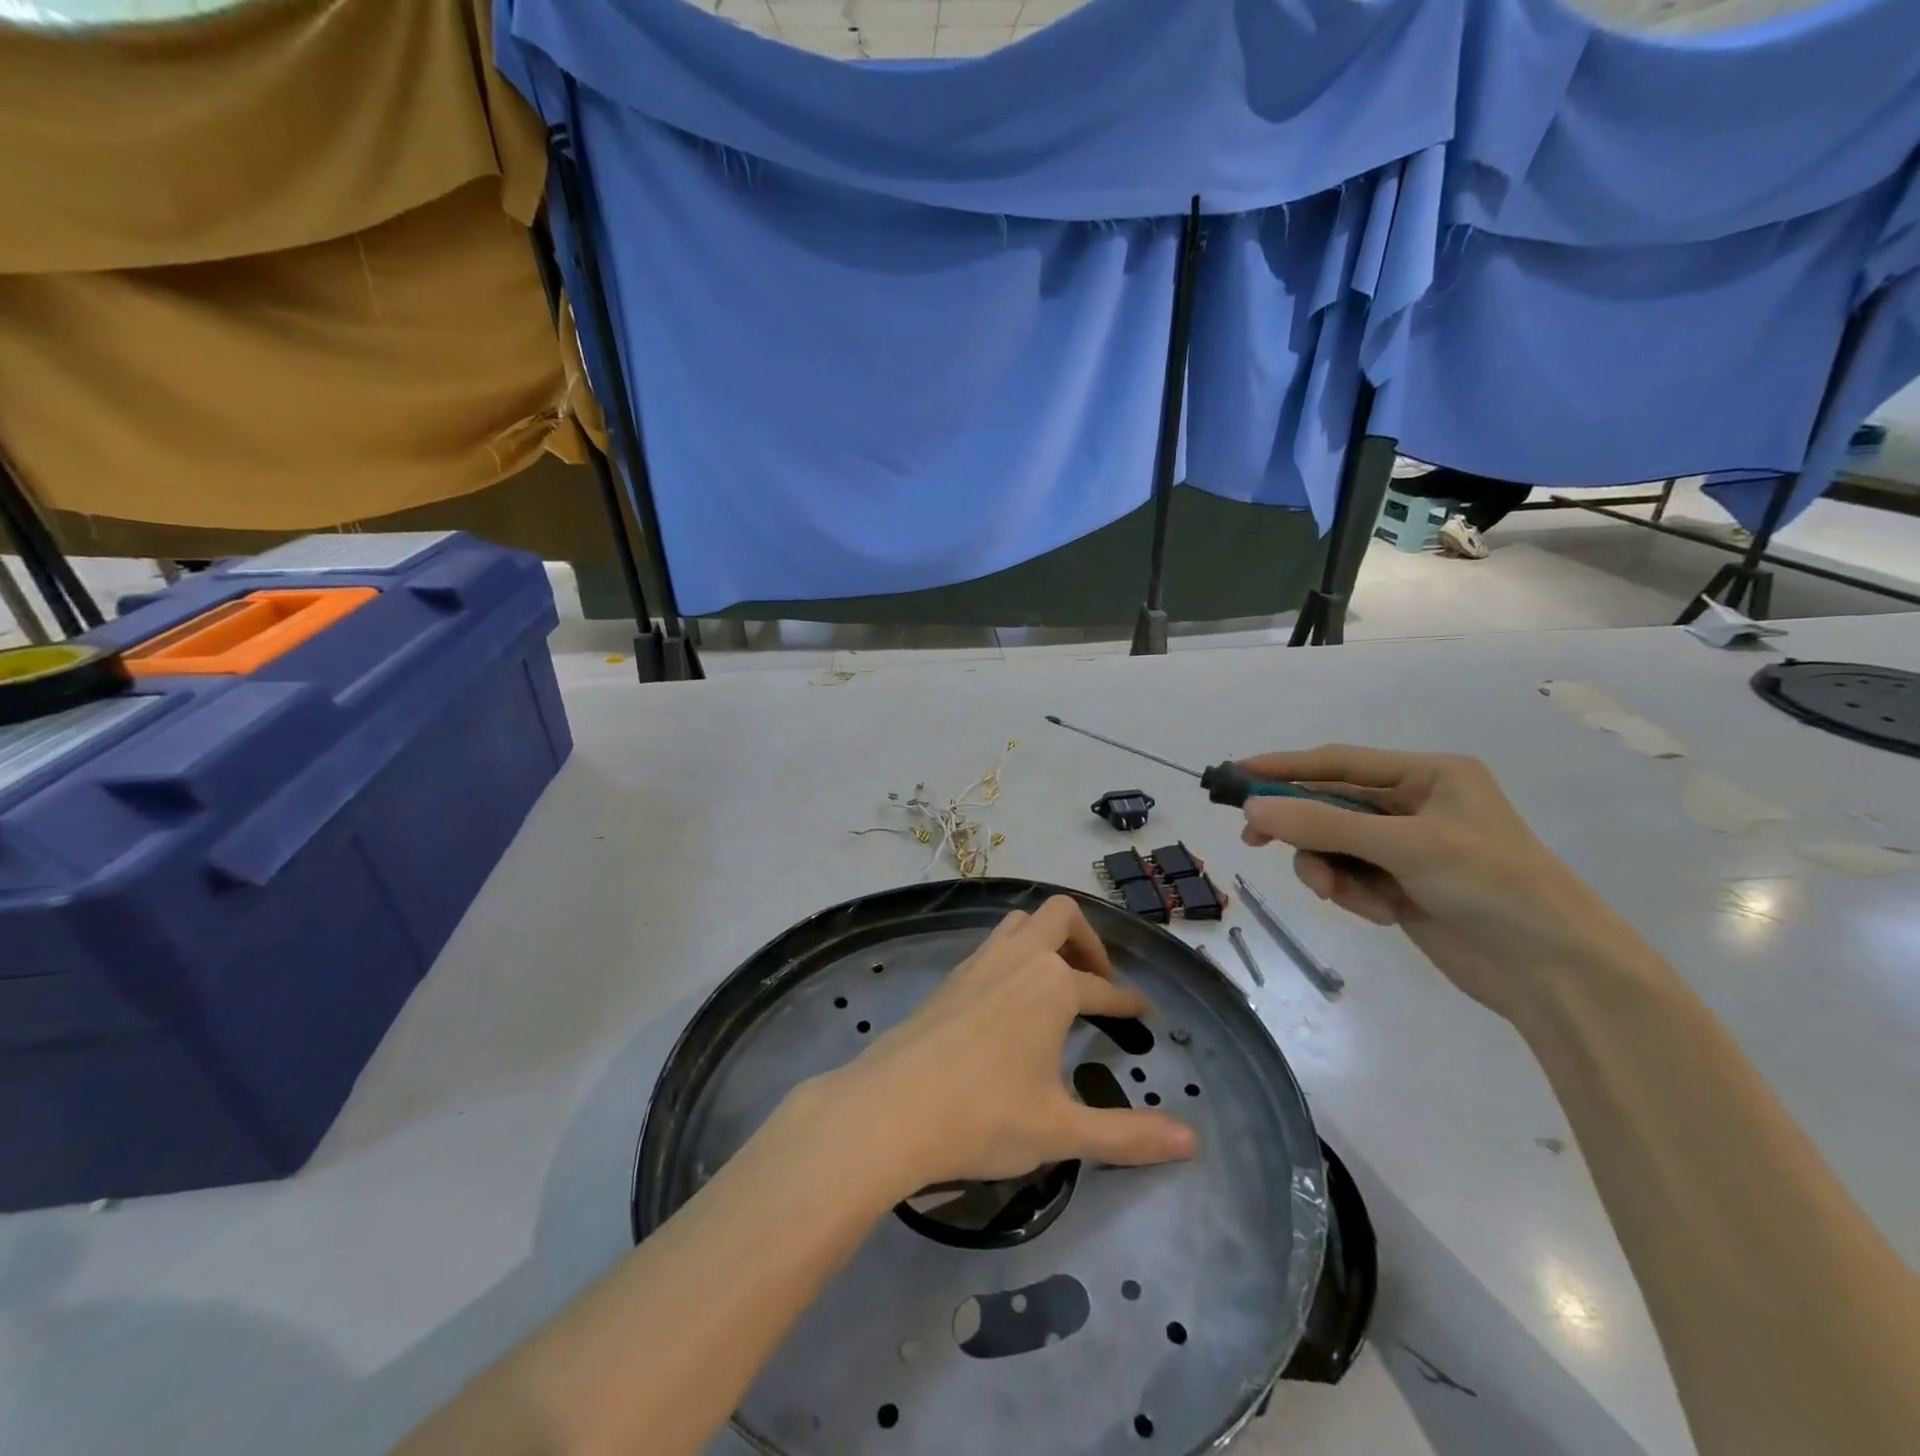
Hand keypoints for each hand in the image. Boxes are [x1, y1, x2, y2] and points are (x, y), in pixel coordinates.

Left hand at [816, 896, 1195, 1200]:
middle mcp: (1017, 958)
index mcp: (1052, 985)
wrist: (889, 1109)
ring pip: (1019, 923)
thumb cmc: (984, 1116)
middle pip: (1060, 916)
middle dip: (1088, 941)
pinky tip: (1009, 999)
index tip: (1141, 1012)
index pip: (1103, 989)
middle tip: (1098, 981)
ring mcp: (977, 962)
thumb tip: (1192, 1141)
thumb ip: (1128, 1135)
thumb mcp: (1062, 1131)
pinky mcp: (948, 978)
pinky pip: (991, 946)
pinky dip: (1013, 956)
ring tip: (1057, 980)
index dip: (1127, 1004)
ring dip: (1046, 939)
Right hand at [1237, 746, 1651, 1018]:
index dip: (1284, 767)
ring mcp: (1408, 849)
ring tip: (1335, 894)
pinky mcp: (1403, 888)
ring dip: (1327, 869)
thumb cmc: (1493, 885)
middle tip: (1252, 839)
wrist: (1557, 973)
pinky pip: (1351, 879)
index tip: (1236, 774)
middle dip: (1300, 827)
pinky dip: (1353, 895)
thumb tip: (1251, 809)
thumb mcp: (1405, 846)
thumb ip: (1323, 826)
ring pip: (1334, 847)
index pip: (1340, 762)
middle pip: (1331, 806)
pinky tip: (1381, 914)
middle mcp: (1415, 806)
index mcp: (1429, 776)